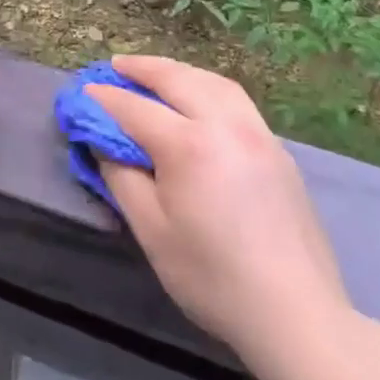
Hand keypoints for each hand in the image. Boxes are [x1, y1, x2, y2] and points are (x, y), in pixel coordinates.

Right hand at [89, 55, 355, 374]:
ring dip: (178, 71)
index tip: (83, 92)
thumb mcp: (151, 230)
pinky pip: (235, 99)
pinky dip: (207, 86)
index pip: (135, 109)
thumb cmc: (212, 277)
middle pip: (177, 79)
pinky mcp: (278, 149)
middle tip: (115, 65)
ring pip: (212, 82)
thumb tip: (102, 142)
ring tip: (155, 73)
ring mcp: (258, 133)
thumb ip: (121, 177)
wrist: (296, 314)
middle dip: (142, 68)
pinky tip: (198, 97)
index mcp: (190, 145)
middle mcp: (226, 125)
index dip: (105, 99)